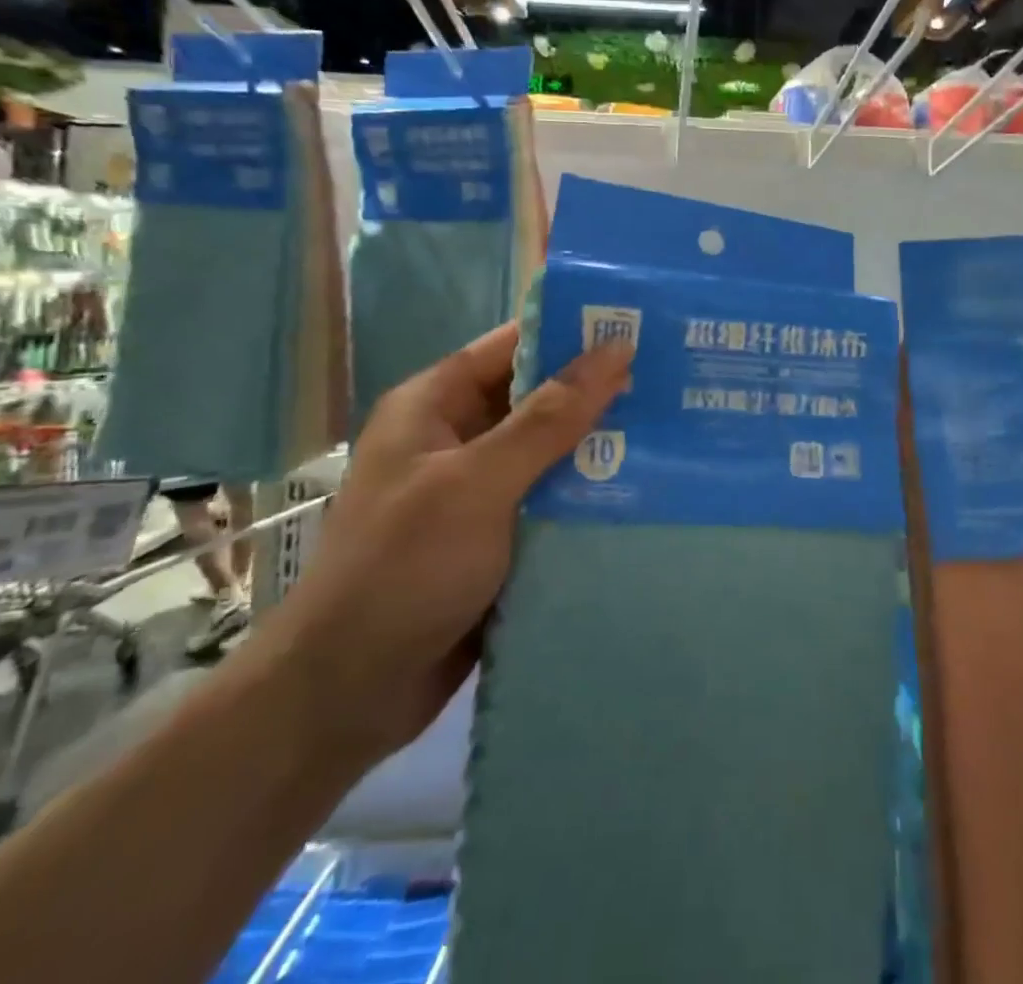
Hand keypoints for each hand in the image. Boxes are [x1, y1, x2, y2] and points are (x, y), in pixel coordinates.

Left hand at [255, 323, 632, 765]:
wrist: (347, 696)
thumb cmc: (405, 568)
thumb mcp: (479, 481)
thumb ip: (549, 417)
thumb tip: (614, 348)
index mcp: (435, 405)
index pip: (513, 346)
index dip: (573, 332)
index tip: (641, 326)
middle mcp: (455, 439)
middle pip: (537, 399)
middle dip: (598, 393)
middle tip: (674, 382)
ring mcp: (475, 492)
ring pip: (549, 454)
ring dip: (600, 448)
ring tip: (675, 432)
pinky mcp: (494, 540)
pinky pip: (549, 502)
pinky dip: (587, 497)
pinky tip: (645, 493)